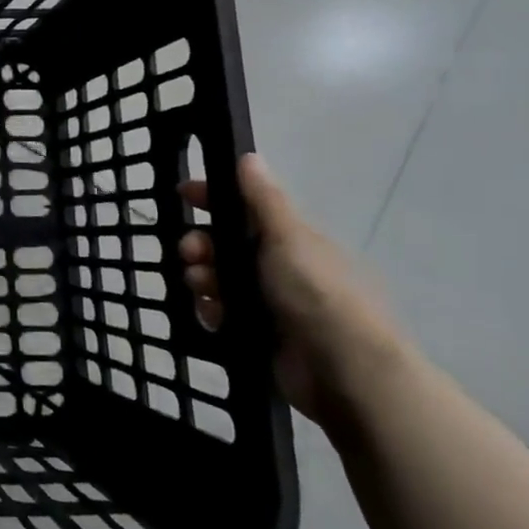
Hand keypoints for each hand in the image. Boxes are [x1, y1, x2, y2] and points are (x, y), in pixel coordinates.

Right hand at [179, 154, 406, 425]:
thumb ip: (264, 200)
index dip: (213, 198)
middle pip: (224, 244)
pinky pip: (221, 313)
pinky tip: (212, 315)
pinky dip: (211, 311)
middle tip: (189, 255)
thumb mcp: (290, 239)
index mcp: (290, 240)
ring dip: (202, 278)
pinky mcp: (259, 335)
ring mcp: (269, 302)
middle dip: (200, 244)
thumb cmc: (317, 294)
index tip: (182, 196)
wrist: (346, 372)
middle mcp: (279, 267)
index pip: (245, 208)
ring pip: (218, 279)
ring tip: (201, 289)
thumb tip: (250, 156)